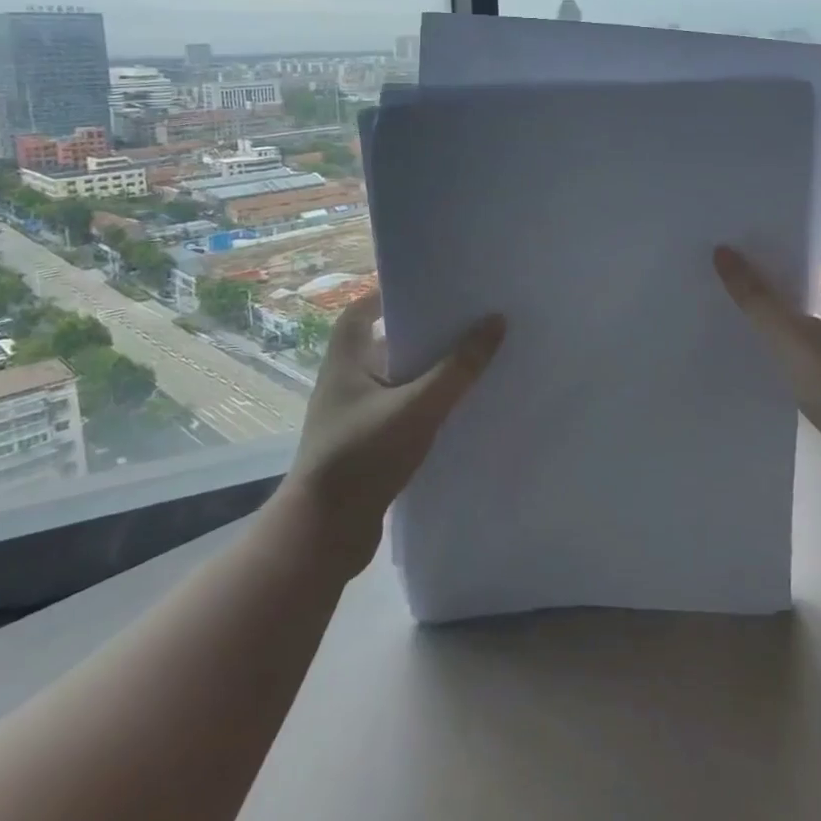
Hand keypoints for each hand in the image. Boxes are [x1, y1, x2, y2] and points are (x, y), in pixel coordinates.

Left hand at [281, 291, 504, 576]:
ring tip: (471, 358)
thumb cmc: (363, 456)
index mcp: (345, 360)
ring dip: (426, 371)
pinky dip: (424, 404)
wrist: (324, 535)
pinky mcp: (365, 446)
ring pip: (395, 380)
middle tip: (464, 319)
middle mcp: (345, 381)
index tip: (429, 286)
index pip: (361, 310)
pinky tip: (456, 408)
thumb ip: (458, 368)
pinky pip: (399, 411)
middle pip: (384, 342)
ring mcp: (353, 416)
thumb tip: (496, 321)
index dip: (389, 293)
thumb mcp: (417, 407)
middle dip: (421, 331)